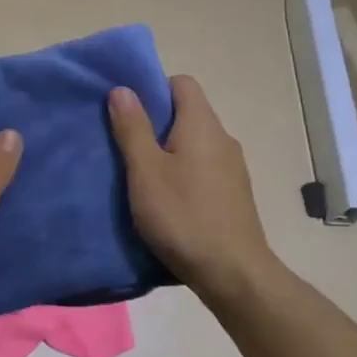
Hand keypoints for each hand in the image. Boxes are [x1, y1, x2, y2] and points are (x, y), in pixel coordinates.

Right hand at [109, 76, 278, 302]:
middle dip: (155, 122)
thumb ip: (133, 128)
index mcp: (202, 124)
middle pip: (187, 112)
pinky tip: (167, 199)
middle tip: (125, 145)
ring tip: (141, 175)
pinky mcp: (234, 193)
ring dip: (168, 150)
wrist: (233, 273)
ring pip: (194, 142)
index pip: (181, 82)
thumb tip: (123, 89)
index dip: (153, 88)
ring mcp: (232, 167)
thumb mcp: (146, 172)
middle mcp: (222, 138)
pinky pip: (203, 166)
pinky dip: (183, 172)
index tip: (129, 112)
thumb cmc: (183, 216)